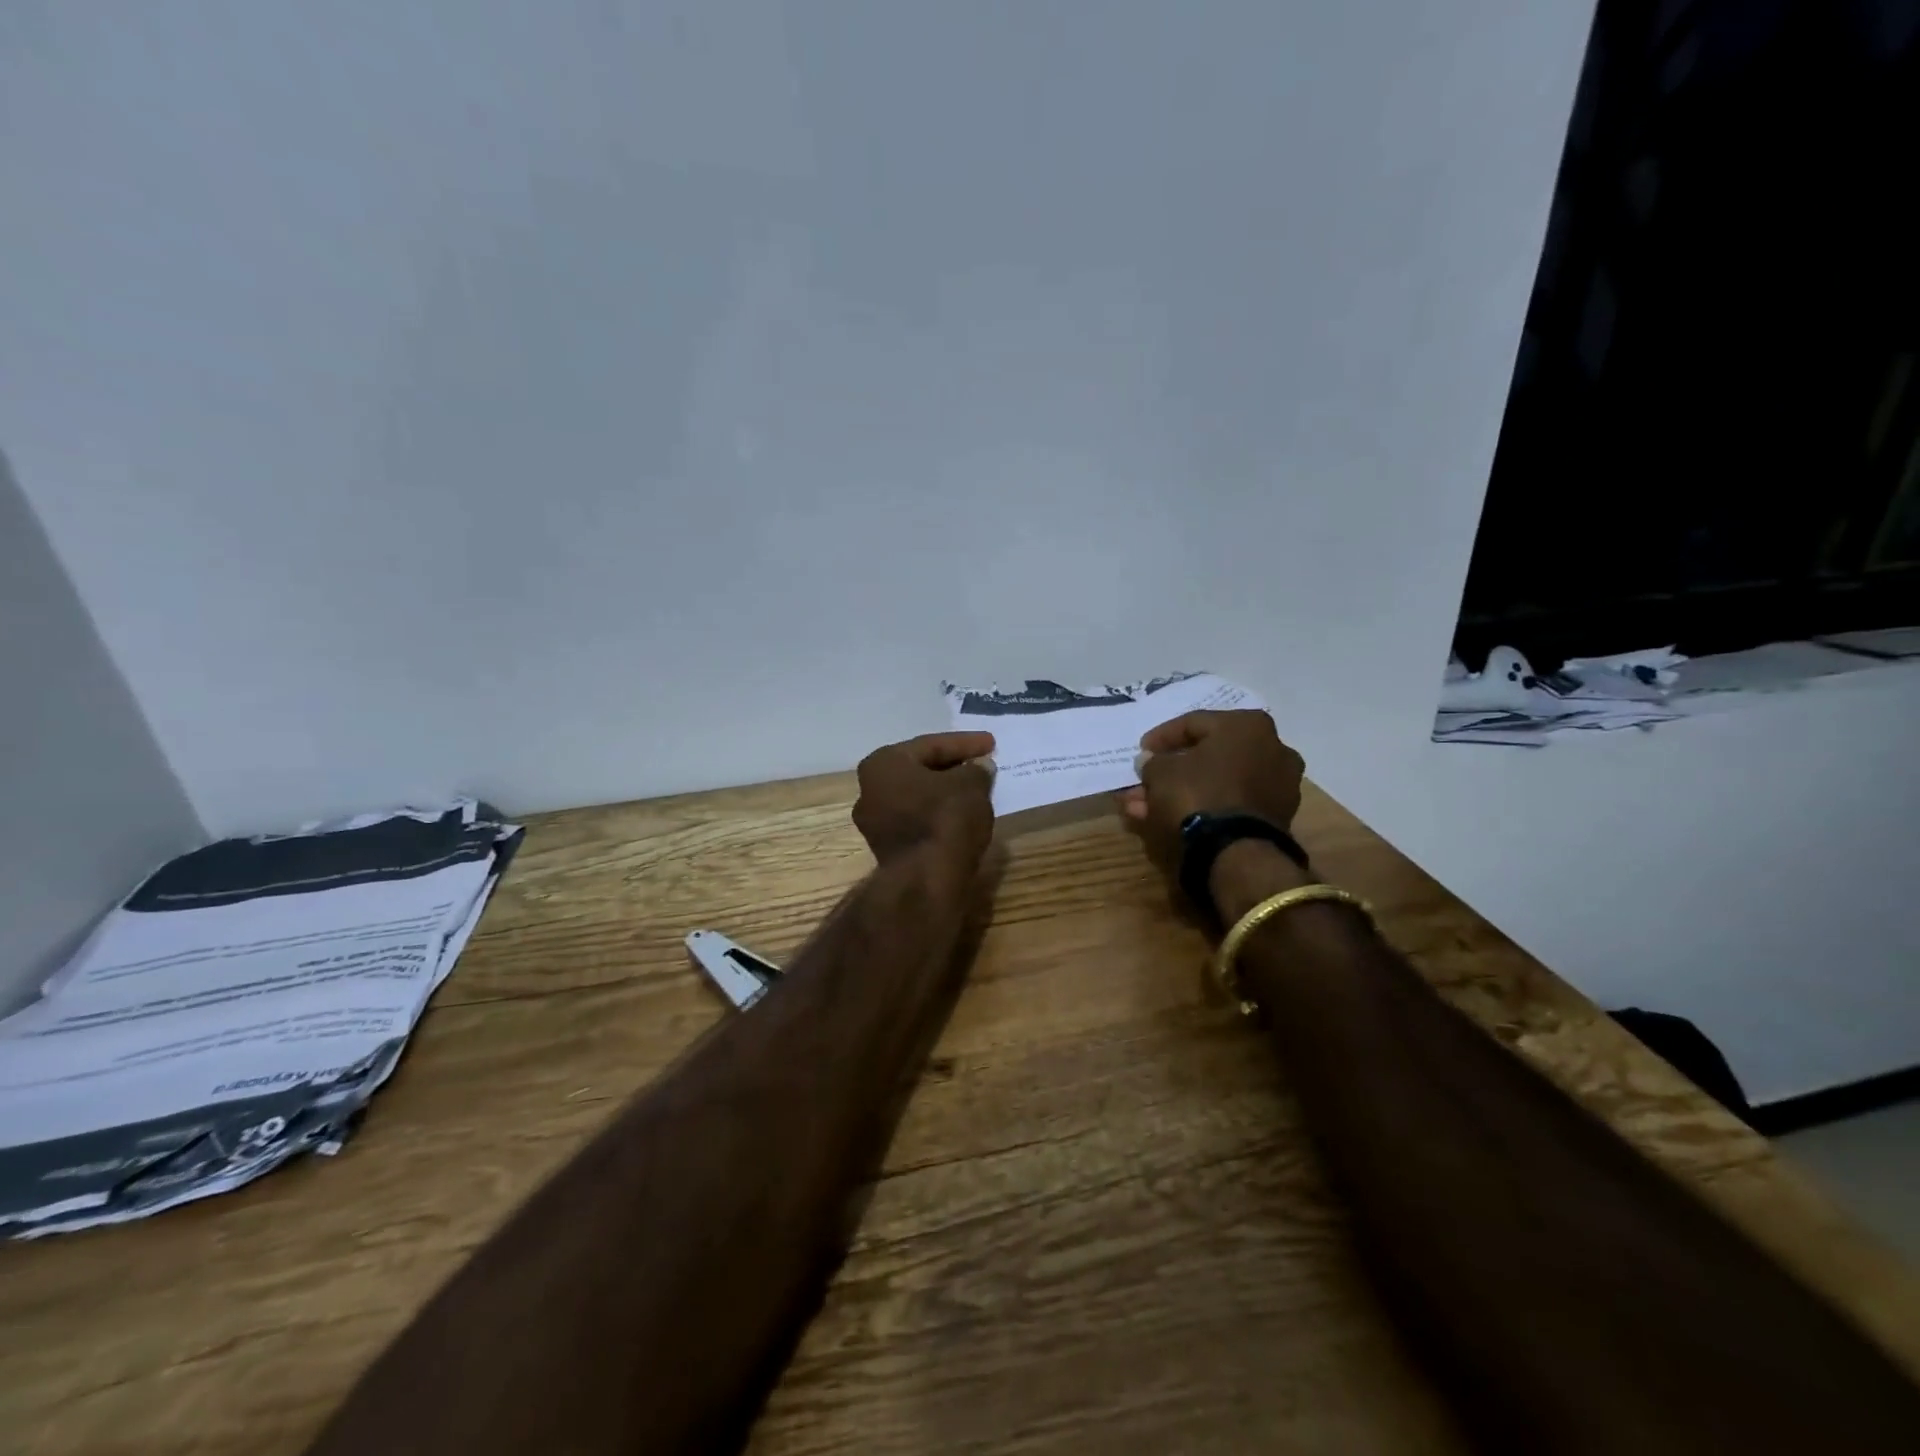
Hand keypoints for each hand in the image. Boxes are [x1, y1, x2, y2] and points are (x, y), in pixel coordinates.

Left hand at [853, 732, 996, 867]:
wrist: (926, 881)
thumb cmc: (945, 820)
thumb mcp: (971, 786)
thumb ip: (976, 770)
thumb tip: (979, 767)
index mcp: (883, 764)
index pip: (931, 745)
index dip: (965, 743)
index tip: (992, 744)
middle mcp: (869, 789)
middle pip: (920, 770)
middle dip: (952, 766)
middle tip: (982, 764)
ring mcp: (875, 823)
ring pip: (917, 797)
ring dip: (945, 791)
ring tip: (975, 789)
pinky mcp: (888, 849)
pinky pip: (917, 820)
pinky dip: (939, 814)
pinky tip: (961, 815)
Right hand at [1117, 710, 1304, 870]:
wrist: (1237, 851)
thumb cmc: (1198, 794)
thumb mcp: (1161, 772)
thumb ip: (1153, 762)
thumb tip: (1151, 761)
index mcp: (1247, 725)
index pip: (1194, 723)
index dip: (1161, 737)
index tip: (1141, 751)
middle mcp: (1272, 748)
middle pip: (1207, 756)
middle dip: (1170, 771)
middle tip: (1144, 782)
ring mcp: (1277, 785)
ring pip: (1216, 783)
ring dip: (1180, 792)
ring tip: (1144, 807)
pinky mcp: (1275, 816)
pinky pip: (1229, 803)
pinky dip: (1202, 807)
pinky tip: (1169, 818)